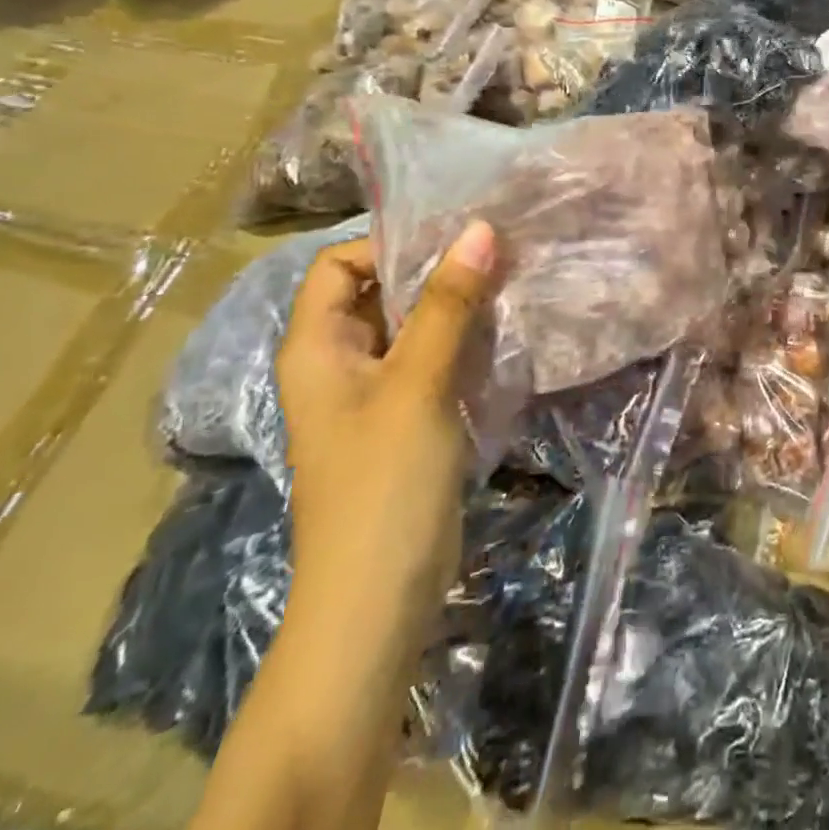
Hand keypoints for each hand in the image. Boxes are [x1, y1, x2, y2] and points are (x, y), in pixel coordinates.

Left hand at [277, 223, 497, 629]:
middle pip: (380, 292)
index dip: (390, 244)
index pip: (339, 264)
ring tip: (512, 284)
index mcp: (316, 347)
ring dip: (457, 305)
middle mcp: (339, 362)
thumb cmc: (384, 482)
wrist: (378, 600)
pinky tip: (507, 333)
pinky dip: (465, 341)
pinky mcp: (406, 420)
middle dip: (436, 270)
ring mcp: (374, 394)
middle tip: (499, 254)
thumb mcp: (418, 383)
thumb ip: (448, 304)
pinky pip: (433, 361)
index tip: (456, 239)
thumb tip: (481, 229)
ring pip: (413, 326)